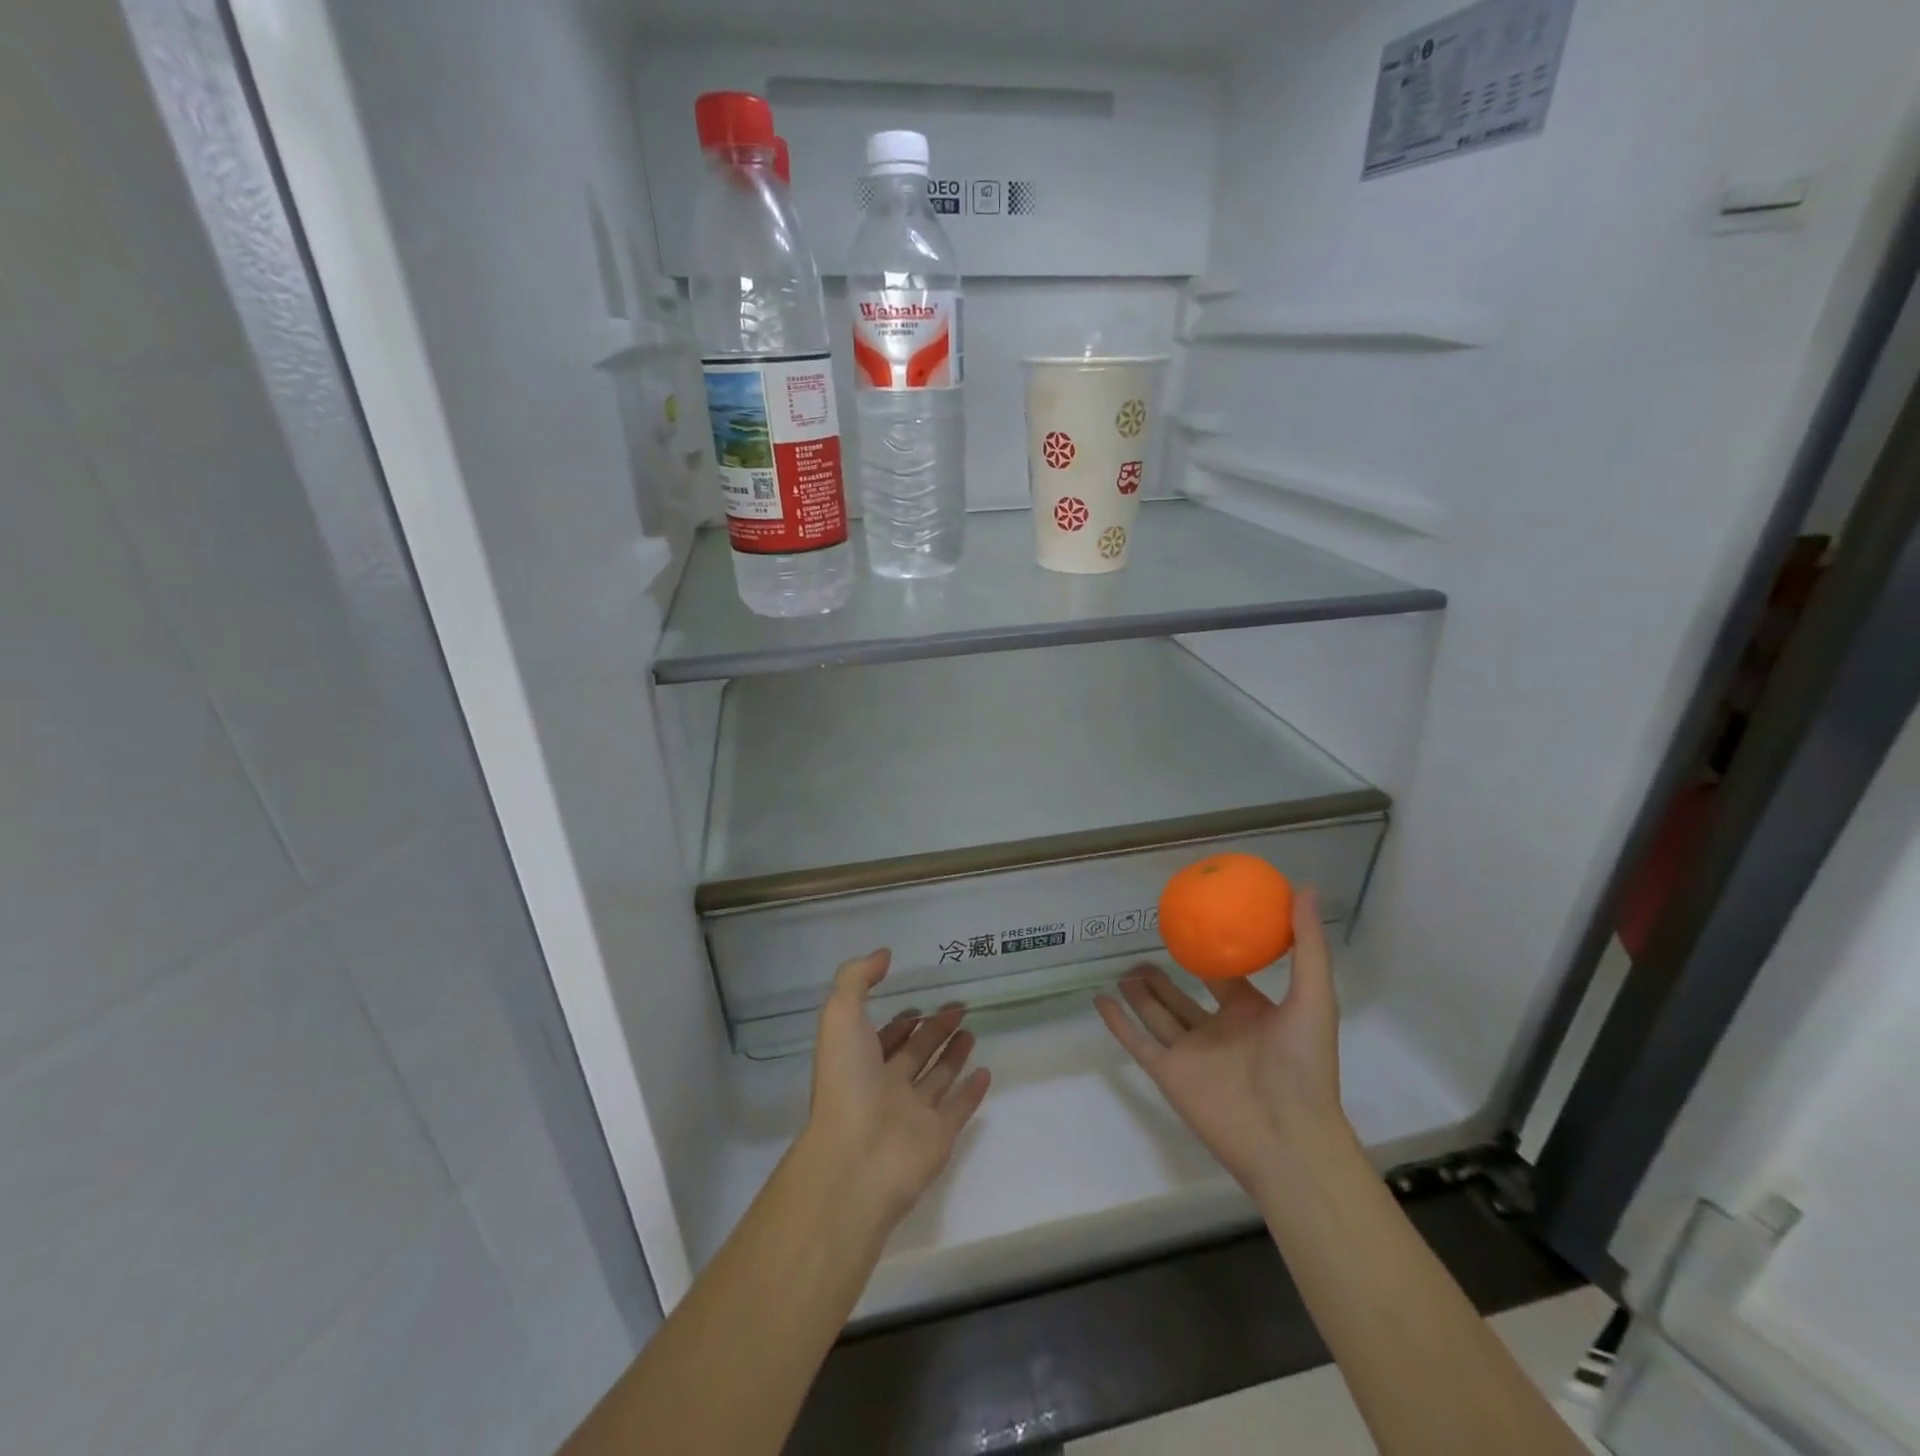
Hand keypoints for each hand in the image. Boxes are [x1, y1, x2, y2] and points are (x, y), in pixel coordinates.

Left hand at [804, 949, 990, 1229]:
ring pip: (937, 1077)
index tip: (919, 1004)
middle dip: (933, 1030)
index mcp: (860, 1063)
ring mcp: (913, 1114)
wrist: (857, 1159)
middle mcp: (885, 1087)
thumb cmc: (846, 1082)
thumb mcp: (840, 1016)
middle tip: (958, 1007)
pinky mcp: (939, 1136)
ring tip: (972, 1031)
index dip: (899, 1022)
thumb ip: (857, 979)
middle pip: (914, 1053)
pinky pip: (959, 1108)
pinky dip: (972, 1092)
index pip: (883, 1038)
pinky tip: (985, 1072)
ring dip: (953, 1055)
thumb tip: (883, 955)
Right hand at [1096, 889, 1347, 1193]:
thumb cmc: (1305, 1065)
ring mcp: (1190, 1054)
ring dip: (1139, 994)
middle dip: (1164, 976)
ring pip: (1157, 1015)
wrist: (1287, 1138)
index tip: (1193, 926)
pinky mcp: (1168, 1074)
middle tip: (1145, 948)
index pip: (1225, 979)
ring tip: (1123, 969)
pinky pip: (1136, 1041)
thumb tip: (1304, 888)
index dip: (1211, 954)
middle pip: (1182, 997)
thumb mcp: (1313, 997)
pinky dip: (1117, 1022)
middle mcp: (1217, 1032)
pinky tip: (1100, 999)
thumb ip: (1307, 946)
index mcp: (1250, 1014)